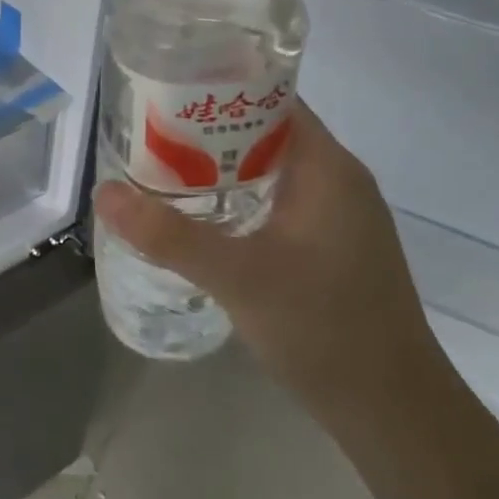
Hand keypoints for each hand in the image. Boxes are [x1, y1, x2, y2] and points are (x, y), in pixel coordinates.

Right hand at [93, 102, 454, 434]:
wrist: (394, 413)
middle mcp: (336, 180)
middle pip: (264, 131)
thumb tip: (104, 192)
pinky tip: (198, 215)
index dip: (218, 84)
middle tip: (146, 130)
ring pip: (268, 168)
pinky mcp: (329, 246)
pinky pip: (275, 200)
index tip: (163, 87)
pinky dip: (236, 196)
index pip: (271, 98)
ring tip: (158, 166)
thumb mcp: (238, 277)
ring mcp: (337, 215)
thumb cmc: (325, 330)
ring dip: (218, 164)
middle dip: (206, 127)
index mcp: (327, 168)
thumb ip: (169, 235)